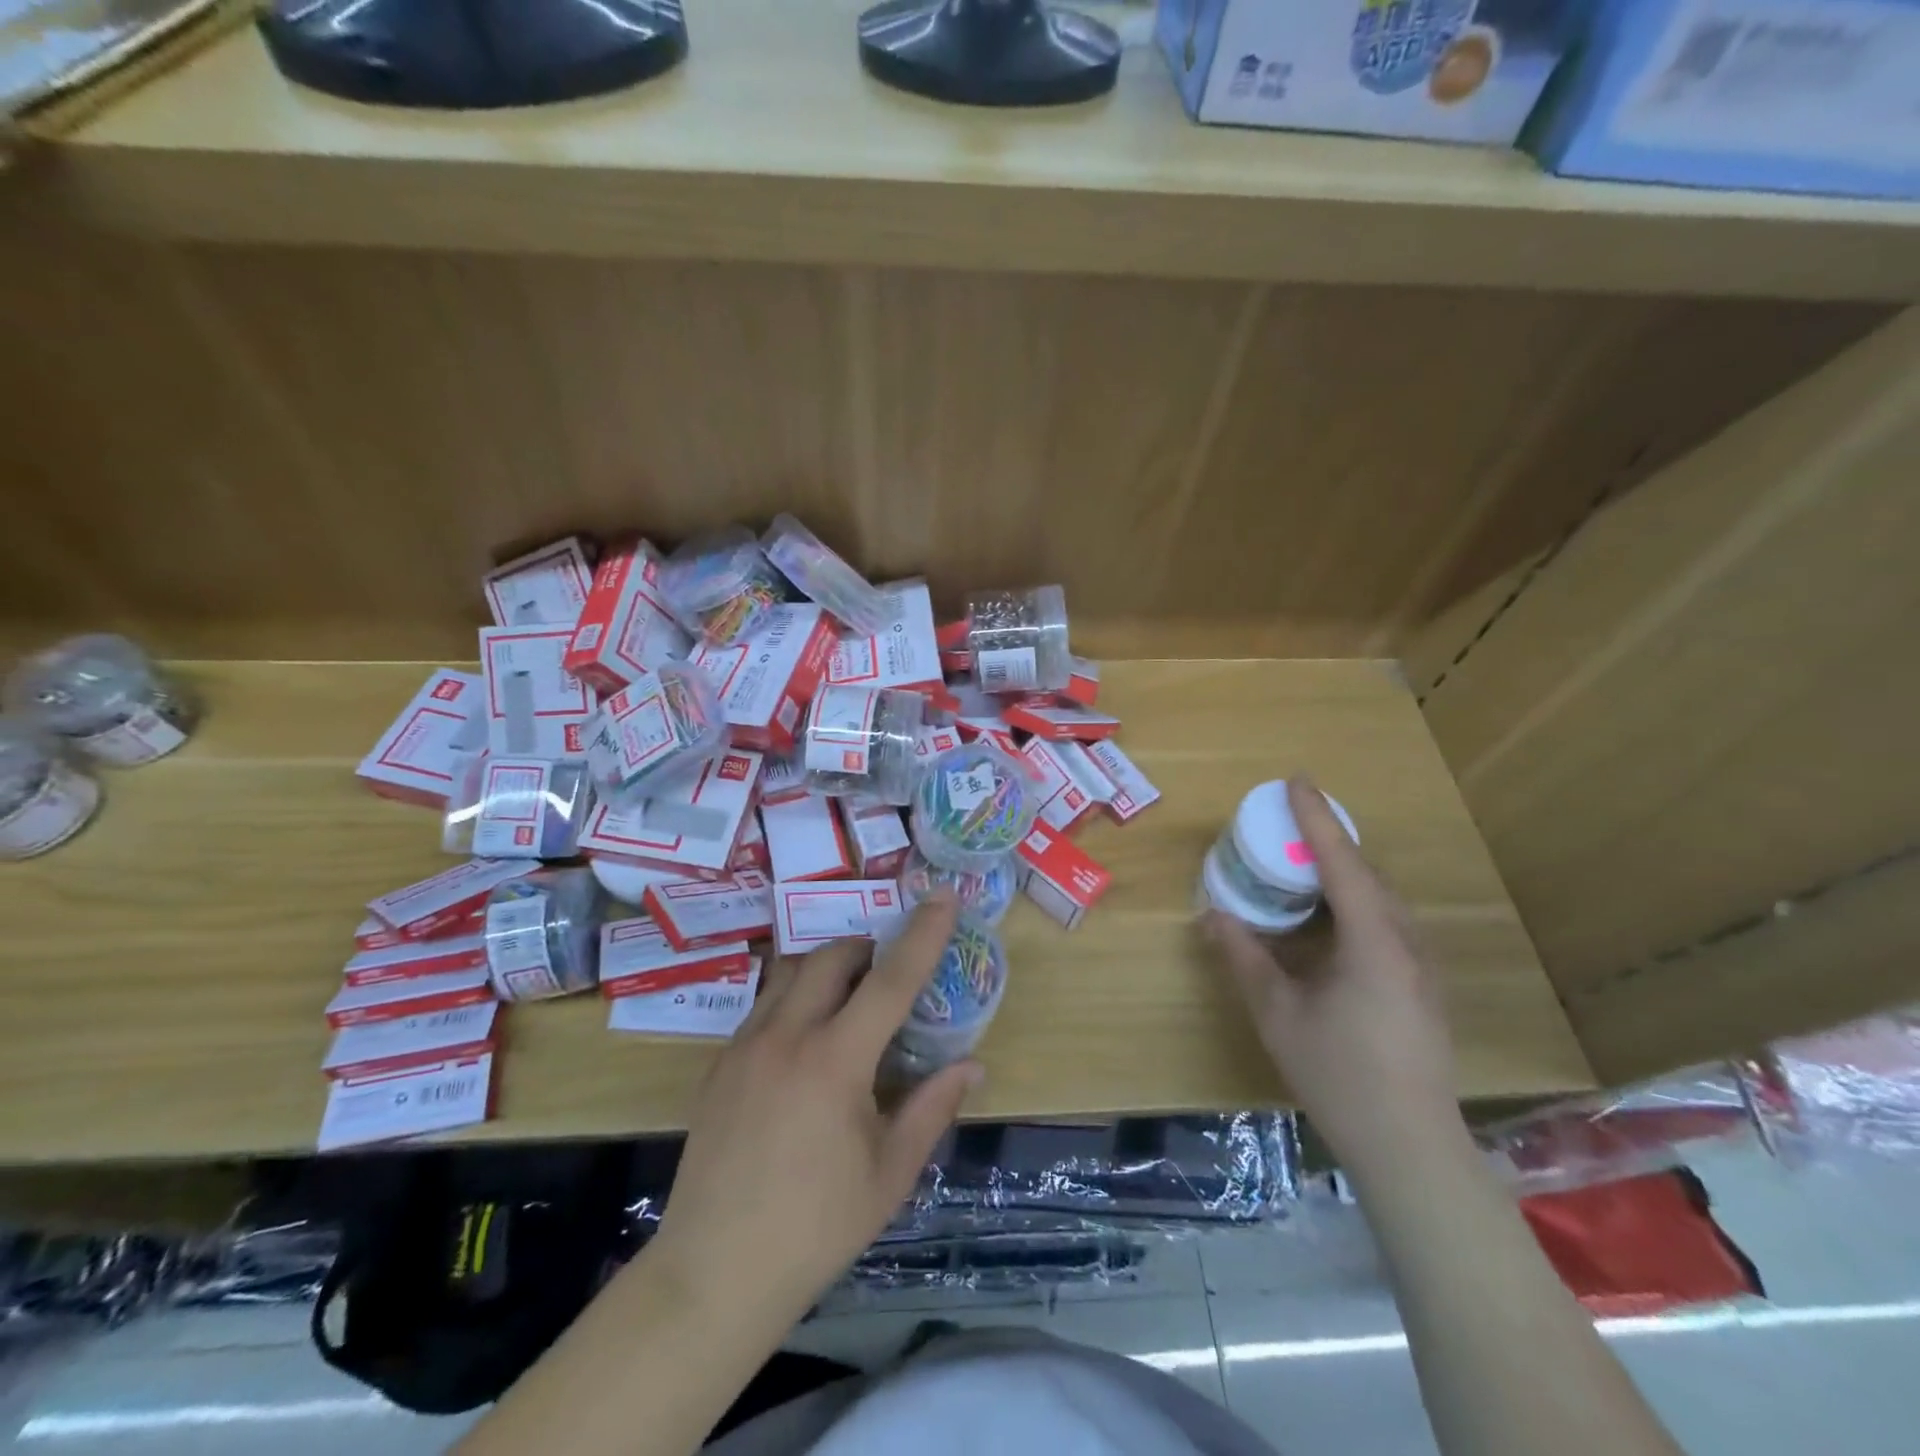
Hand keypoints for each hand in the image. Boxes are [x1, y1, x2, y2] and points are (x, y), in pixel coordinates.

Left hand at [649, 895, 980, 1324]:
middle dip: (867, 949)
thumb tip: (972, 1066)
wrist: (712, 1275)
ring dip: (827, 969)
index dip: (922, 934)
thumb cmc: (815, 1228)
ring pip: (791, 972)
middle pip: (831, 957)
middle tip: (888, 975)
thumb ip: (932, 1108)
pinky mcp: (719, 1064)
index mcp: (835, 1062)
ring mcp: (744, 1046)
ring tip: (848, 1001)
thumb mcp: (889, 1175)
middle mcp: (786, 1037)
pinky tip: (805, 1043)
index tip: (943, 895)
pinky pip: (764, 1004)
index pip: (890, 980)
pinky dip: (795, 999)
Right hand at [1204, 777, 1466, 1181]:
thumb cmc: (1338, 1073)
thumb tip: (1212, 914)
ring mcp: (1420, 965)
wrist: (1410, 1145)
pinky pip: (1385, 920)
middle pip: (1366, 872)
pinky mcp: (1422, 984)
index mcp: (1372, 941)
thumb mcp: (1277, 1012)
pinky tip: (1329, 917)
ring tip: (1303, 861)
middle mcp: (1404, 941)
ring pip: (1380, 897)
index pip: (1340, 862)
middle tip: (1288, 820)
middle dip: (1328, 839)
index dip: (1315, 818)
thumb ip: (1244, 956)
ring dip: (1342, 870)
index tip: (1296, 781)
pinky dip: (1353, 900)